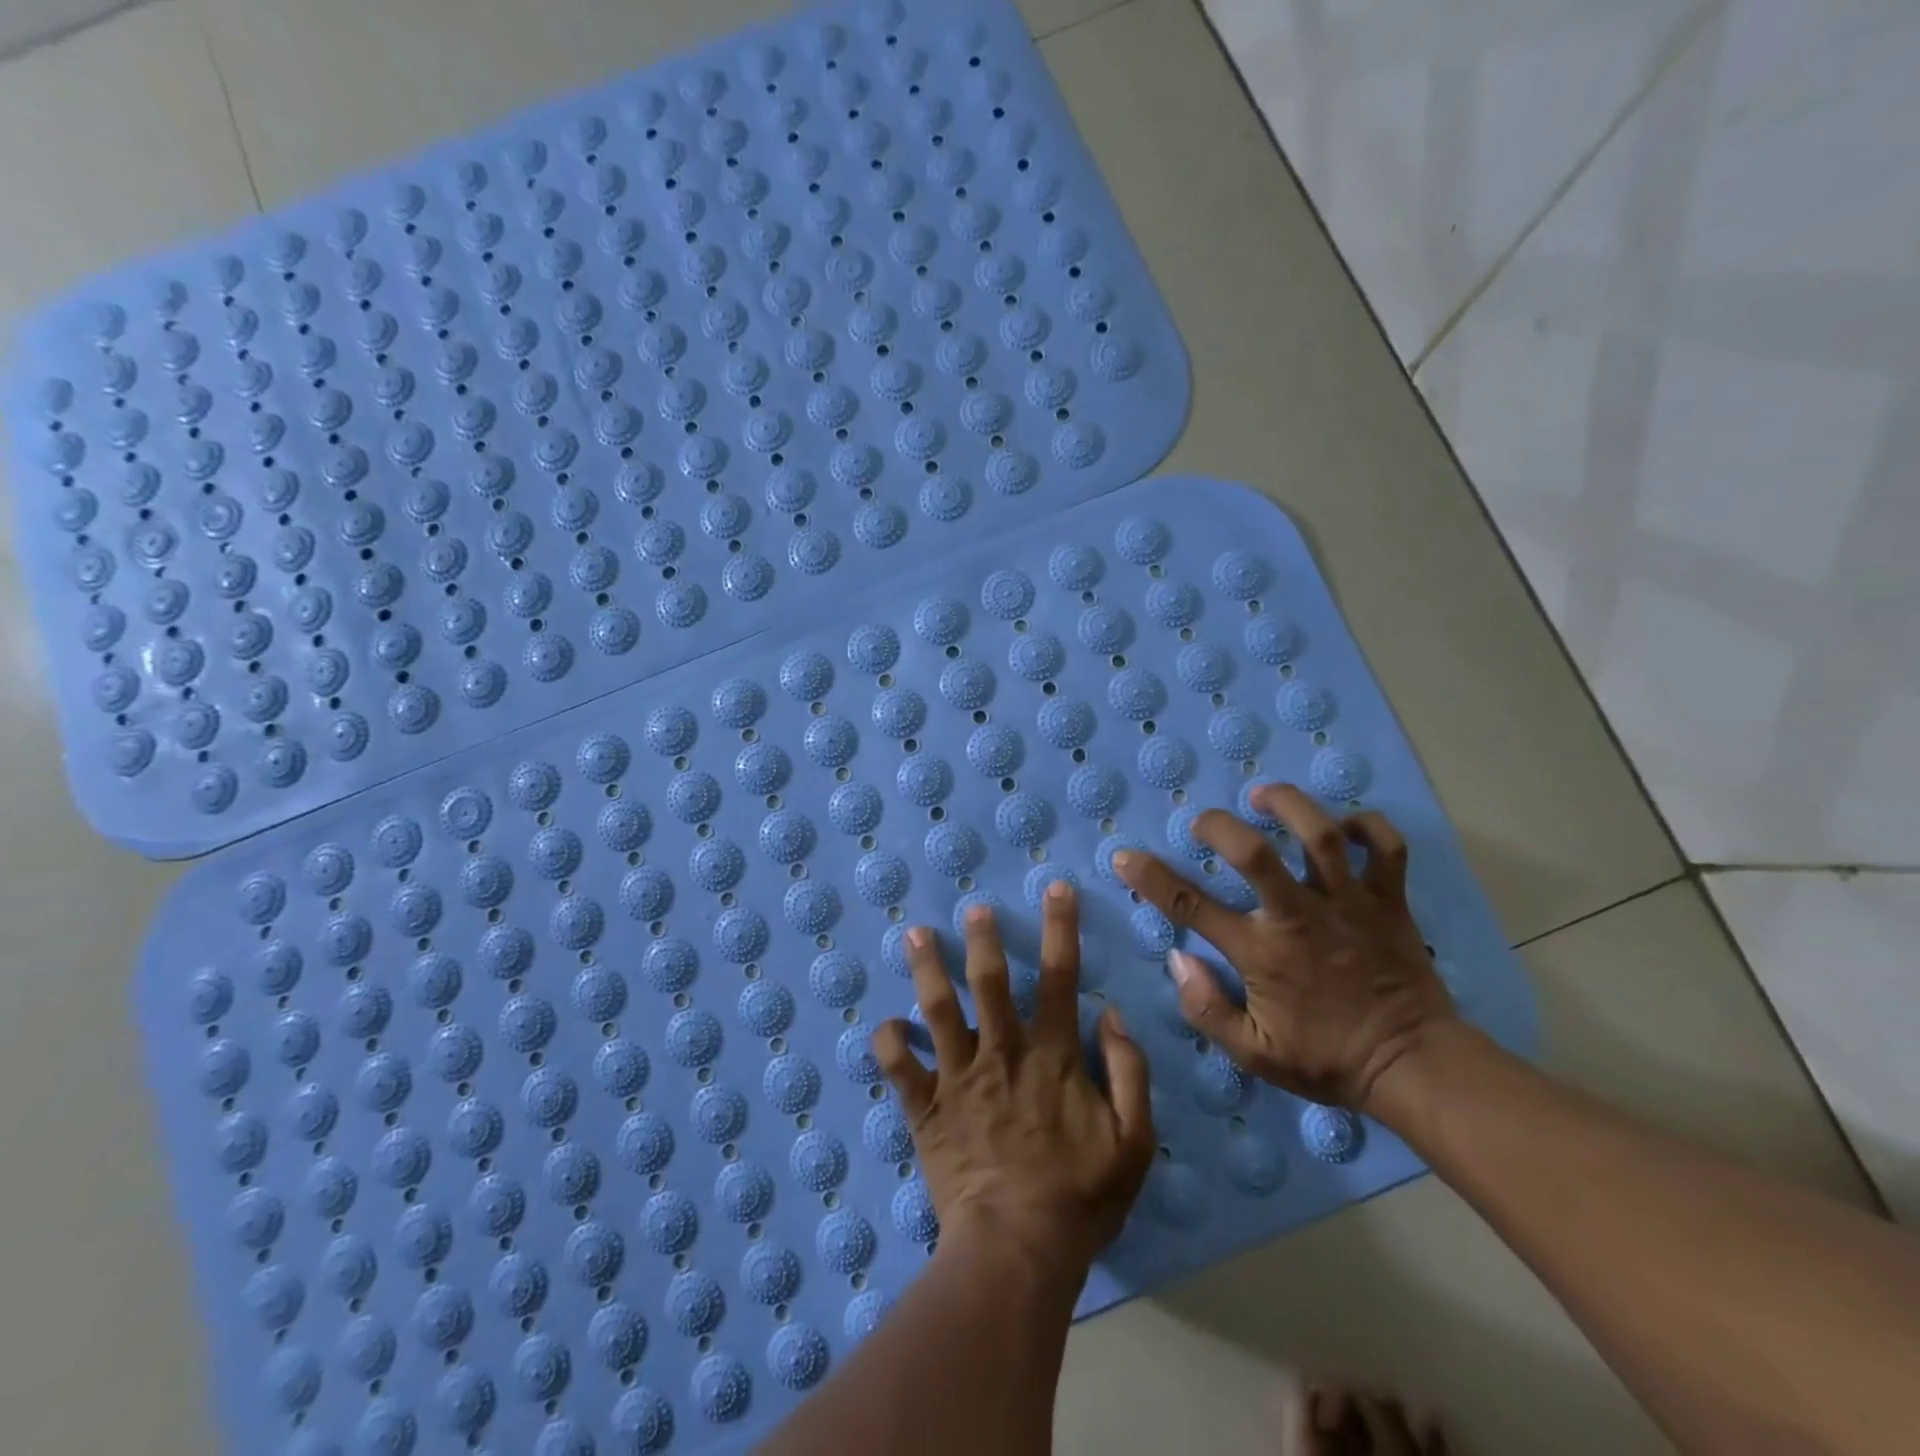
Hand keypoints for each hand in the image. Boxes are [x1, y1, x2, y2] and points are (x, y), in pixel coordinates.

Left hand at [872, 884, 1155, 1268]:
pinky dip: (888, 1042)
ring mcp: (958, 1078)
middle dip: (983, 939)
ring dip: (926, 969)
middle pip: (988, 982)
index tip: (1055, 889)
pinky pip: (899, 1069)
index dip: (1060, 928)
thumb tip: (1110, 1015)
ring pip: (937, 1009)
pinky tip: (884, 1023)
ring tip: (915, 934)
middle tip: (974, 908)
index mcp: (1051, 1055)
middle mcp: (1001, 1052)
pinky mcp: (925, 1109)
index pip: (1059, 977)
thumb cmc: (1079, 1199)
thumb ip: (1128, 1072)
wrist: (1016, 1251)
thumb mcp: (1133, 1141)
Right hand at [1111, 784, 1453, 1110]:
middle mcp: (1300, 917)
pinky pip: (1385, 848)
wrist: (1415, 1067)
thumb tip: (1177, 957)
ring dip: (1288, 805)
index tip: (1125, 857)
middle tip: (1203, 822)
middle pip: (1255, 853)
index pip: (1192, 906)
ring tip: (1264, 795)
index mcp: (1262, 953)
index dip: (1151, 878)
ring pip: (1320, 836)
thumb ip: (1206, 1009)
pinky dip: (1367, 826)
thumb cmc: (1328, 1060)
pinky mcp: (1390, 901)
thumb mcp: (1254, 1055)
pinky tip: (1343, 824)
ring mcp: (1349, 904)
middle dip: (1220, 826)